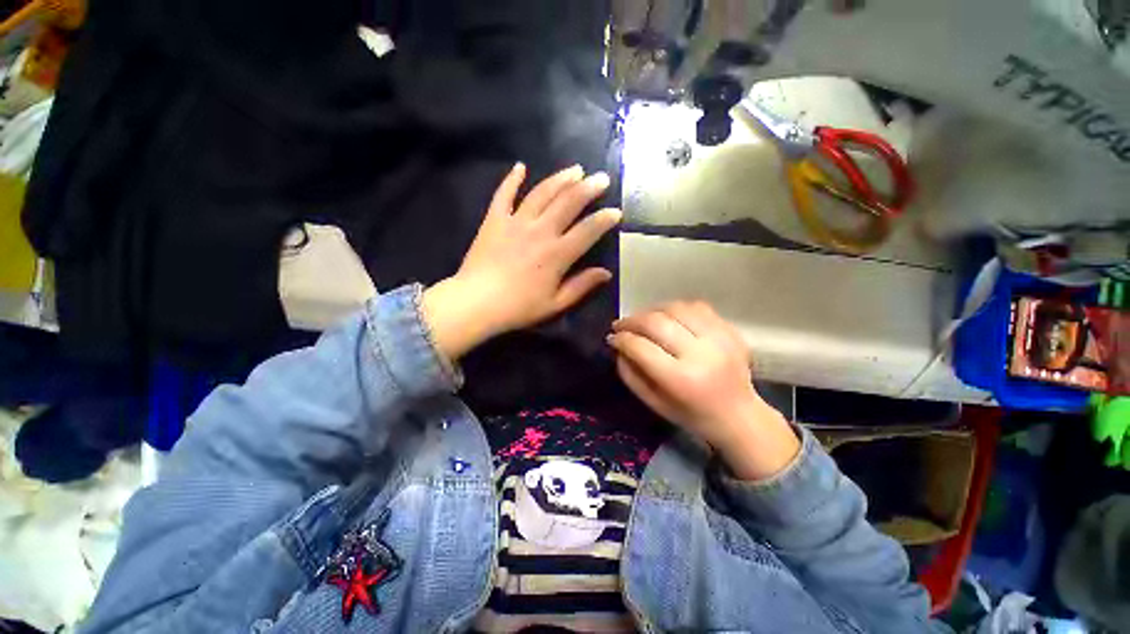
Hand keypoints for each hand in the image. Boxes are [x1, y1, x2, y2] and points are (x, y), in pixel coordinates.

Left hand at [423, 163, 620, 360]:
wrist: (476, 303)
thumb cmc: (519, 307)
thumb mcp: (555, 304)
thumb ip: (582, 286)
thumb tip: (606, 273)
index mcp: (557, 254)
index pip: (588, 230)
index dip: (605, 219)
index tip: (616, 211)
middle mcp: (540, 231)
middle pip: (568, 202)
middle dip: (589, 188)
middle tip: (602, 178)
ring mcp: (516, 222)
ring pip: (542, 193)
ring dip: (560, 179)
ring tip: (575, 169)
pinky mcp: (494, 220)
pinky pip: (504, 194)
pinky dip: (512, 179)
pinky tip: (520, 166)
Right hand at [609, 302, 799, 480]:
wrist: (739, 415)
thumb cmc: (691, 415)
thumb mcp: (653, 403)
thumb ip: (631, 374)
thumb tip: (618, 346)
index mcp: (681, 379)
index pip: (641, 347)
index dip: (621, 339)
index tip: (612, 337)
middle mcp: (701, 354)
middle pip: (657, 322)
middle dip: (632, 320)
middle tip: (621, 325)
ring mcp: (720, 338)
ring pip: (676, 308)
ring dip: (652, 310)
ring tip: (643, 319)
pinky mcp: (730, 330)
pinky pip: (697, 307)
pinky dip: (676, 309)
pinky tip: (669, 318)